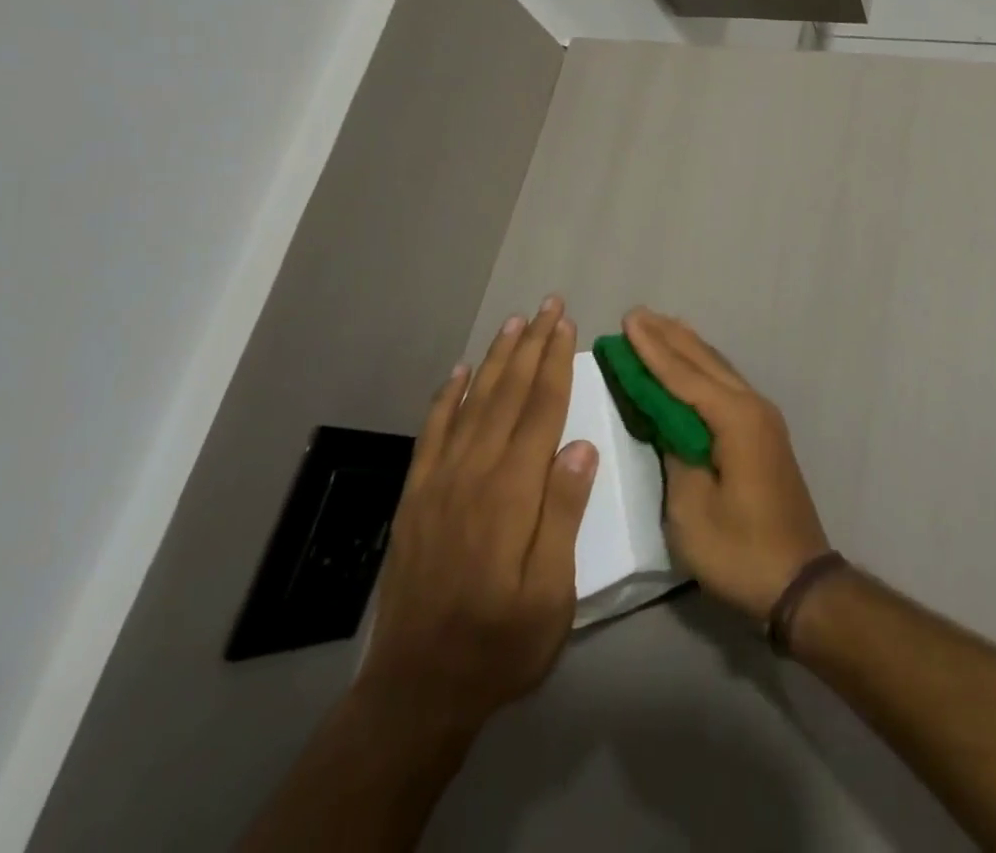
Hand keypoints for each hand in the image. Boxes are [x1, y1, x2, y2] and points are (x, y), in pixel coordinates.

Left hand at [357, 298, 597, 737]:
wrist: (417, 690)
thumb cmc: (501, 643)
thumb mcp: (551, 595)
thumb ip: (563, 515)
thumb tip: (581, 446)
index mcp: (511, 493)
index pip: (540, 410)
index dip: (555, 363)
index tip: (567, 325)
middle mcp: (472, 474)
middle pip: (507, 395)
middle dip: (530, 345)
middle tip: (547, 305)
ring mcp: (438, 483)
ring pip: (471, 404)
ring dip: (494, 360)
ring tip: (512, 324)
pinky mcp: (415, 498)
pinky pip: (432, 434)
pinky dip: (445, 399)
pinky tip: (457, 375)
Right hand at [625, 309, 830, 621]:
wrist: (799, 581)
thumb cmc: (741, 550)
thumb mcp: (692, 510)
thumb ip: (676, 455)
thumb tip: (669, 424)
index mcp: (735, 419)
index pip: (684, 376)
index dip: (652, 350)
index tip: (627, 321)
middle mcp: (753, 406)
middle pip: (705, 362)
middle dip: (669, 337)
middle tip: (638, 314)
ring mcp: (762, 419)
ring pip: (719, 370)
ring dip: (688, 348)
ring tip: (662, 325)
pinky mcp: (764, 434)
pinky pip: (727, 387)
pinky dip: (703, 370)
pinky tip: (693, 366)